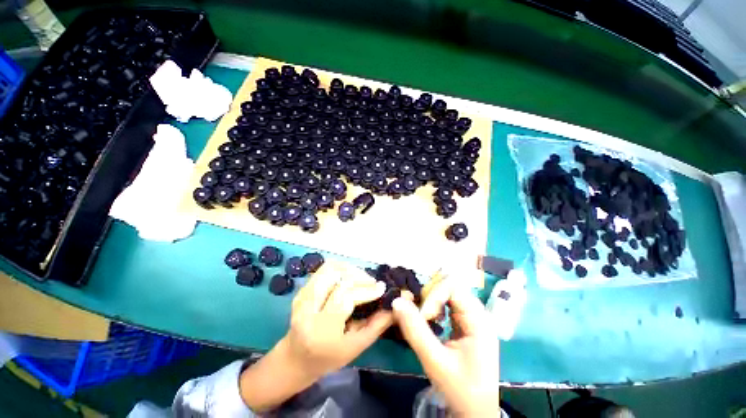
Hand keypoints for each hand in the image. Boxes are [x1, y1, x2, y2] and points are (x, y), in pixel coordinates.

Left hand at [240, 261, 392, 411]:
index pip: (345, 298)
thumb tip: (394, 305)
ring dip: (350, 270)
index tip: (381, 288)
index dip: (365, 290)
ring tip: (362, 279)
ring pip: (330, 269)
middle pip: (337, 279)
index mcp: (320, 330)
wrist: (295, 358)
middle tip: (373, 283)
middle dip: (360, 277)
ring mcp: (302, 296)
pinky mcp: (302, 289)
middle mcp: (307, 309)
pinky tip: (350, 278)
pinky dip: (341, 269)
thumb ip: (377, 325)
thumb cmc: (328, 358)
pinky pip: (324, 269)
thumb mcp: (356, 347)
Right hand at [392, 276, 500, 416]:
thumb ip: (415, 330)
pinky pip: (447, 305)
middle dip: (430, 296)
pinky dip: (434, 308)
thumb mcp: (435, 361)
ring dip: (431, 301)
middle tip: (418, 313)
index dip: (434, 295)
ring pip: (447, 294)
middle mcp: (477, 314)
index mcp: (479, 320)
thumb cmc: (461, 389)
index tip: (422, 315)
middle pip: (450, 287)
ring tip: (421, 316)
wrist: (476, 413)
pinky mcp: (464, 324)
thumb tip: (397, 301)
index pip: (453, 287)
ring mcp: (471, 318)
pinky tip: (428, 319)